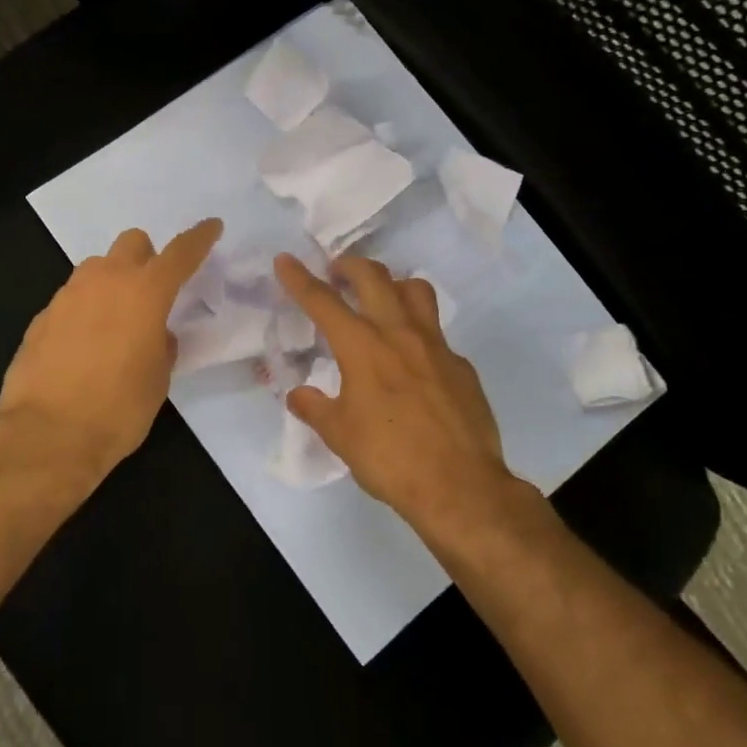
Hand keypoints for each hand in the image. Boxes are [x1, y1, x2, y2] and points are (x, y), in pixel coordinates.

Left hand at [0, 219, 222, 483]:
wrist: (48, 435)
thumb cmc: (118, 409)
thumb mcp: (158, 379)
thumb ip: (162, 345)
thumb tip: (155, 335)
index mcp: (145, 292)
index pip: (180, 253)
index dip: (200, 238)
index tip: (211, 227)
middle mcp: (105, 281)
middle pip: (132, 243)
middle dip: (146, 257)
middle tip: (151, 292)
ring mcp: (68, 295)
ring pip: (97, 268)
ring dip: (112, 283)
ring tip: (115, 324)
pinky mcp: (41, 317)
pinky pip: (71, 299)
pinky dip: (84, 311)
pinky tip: (83, 347)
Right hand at [274, 253, 515, 524]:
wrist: (459, 486)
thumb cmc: (389, 458)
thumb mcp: (339, 435)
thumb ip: (315, 408)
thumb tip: (298, 395)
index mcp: (362, 348)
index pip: (323, 301)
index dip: (299, 279)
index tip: (285, 260)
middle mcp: (399, 334)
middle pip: (373, 277)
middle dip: (349, 265)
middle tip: (336, 271)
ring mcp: (436, 346)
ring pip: (416, 290)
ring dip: (392, 284)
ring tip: (380, 298)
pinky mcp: (461, 366)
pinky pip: (437, 334)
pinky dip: (418, 333)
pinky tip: (412, 361)